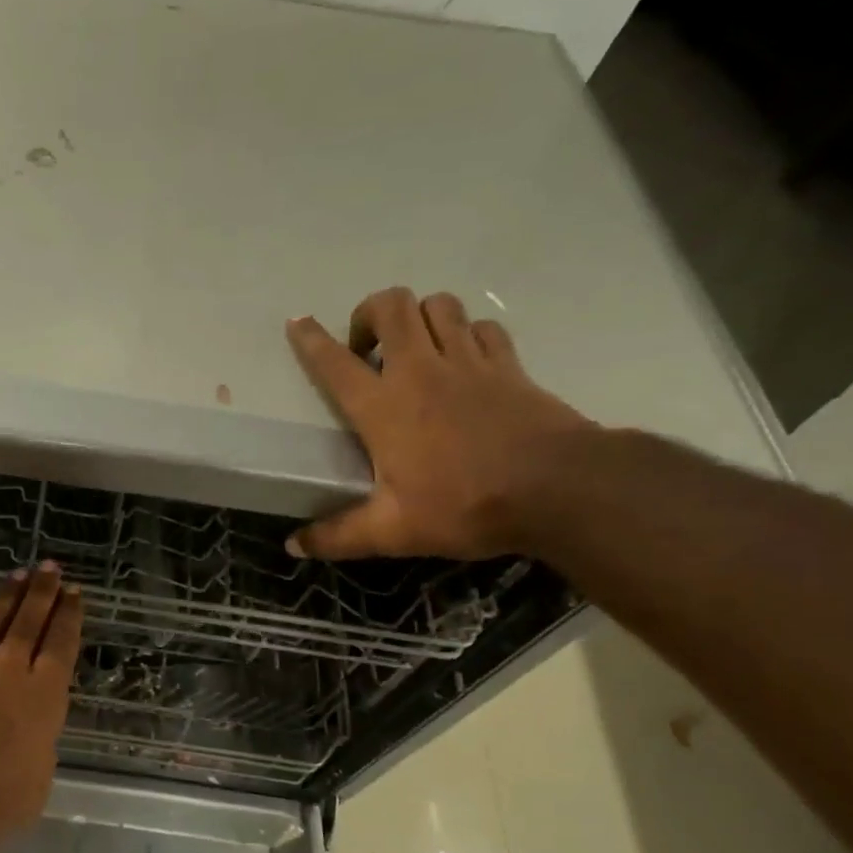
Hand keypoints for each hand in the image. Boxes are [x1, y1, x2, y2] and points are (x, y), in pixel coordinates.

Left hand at [0, 565, 84, 852]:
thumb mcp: (36, 781)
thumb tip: (29, 726)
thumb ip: (37, 742)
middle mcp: (5, 670)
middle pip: (28, 621)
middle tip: (50, 568)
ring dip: (6, 596)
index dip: (68, 616)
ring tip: (17, 576)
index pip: (61, 644)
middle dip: (42, 592)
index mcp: (42, 697)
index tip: (73, 594)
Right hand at [285, 287, 592, 559]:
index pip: (335, 362)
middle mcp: (421, 371)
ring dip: (419, 317)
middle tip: (367, 348)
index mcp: (383, 407)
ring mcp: (469, 362)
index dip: (310, 340)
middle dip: (370, 313)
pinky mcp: (509, 365)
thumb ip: (338, 537)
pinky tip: (464, 359)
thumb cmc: (465, 505)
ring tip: (413, 348)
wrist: (559, 489)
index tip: (298, 323)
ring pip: (439, 306)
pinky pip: (482, 328)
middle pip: (392, 306)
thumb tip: (294, 546)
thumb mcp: (392, 532)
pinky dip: (467, 333)